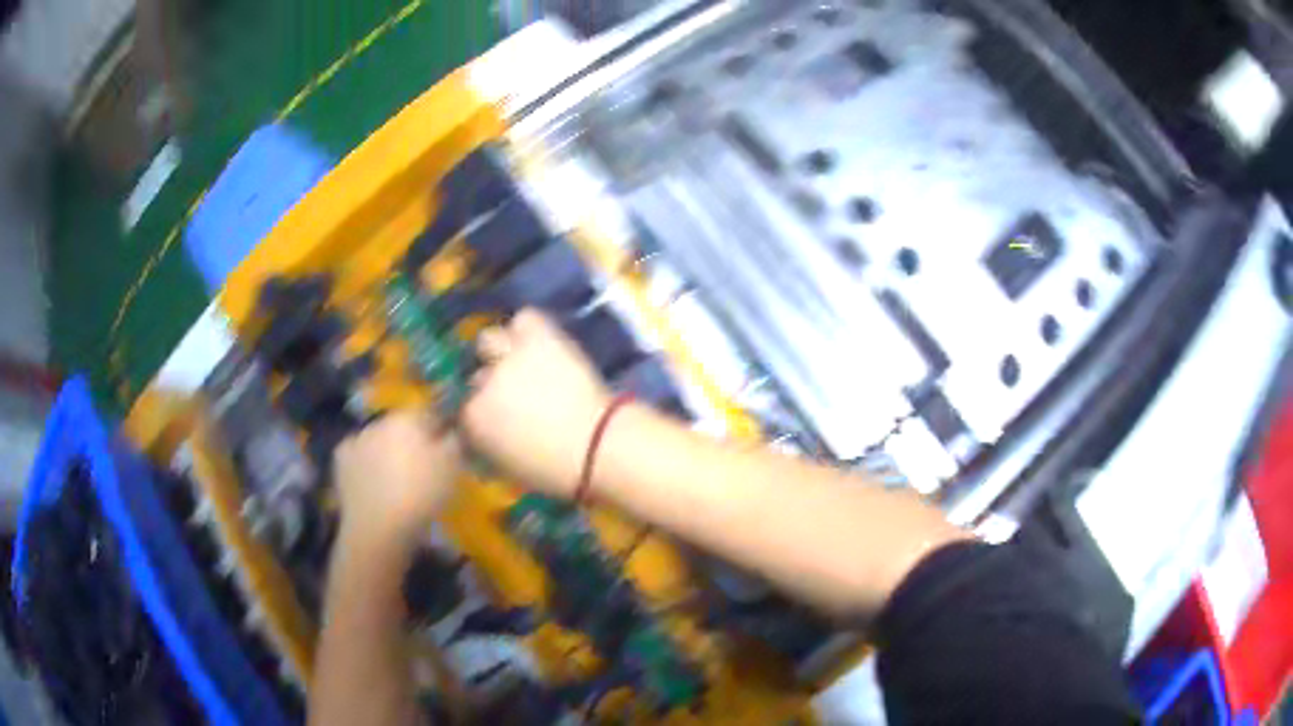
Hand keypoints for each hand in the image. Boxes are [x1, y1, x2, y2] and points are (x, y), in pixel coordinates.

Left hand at [333, 410, 461, 546]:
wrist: (379, 526)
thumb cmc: (421, 494)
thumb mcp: (454, 466)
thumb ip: (455, 439)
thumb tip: (453, 427)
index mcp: (408, 417)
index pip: (429, 413)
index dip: (439, 430)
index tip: (446, 449)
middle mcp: (380, 420)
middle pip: (402, 426)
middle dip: (412, 440)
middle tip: (422, 467)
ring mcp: (356, 438)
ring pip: (378, 439)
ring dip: (387, 451)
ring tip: (396, 479)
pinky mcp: (340, 459)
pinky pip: (358, 455)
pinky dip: (365, 463)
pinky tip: (372, 480)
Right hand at [462, 309, 610, 496]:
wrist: (598, 447)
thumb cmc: (555, 471)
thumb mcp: (508, 469)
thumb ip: (486, 448)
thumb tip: (480, 438)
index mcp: (472, 420)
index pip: (460, 410)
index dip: (477, 413)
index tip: (491, 420)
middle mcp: (483, 384)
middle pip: (474, 375)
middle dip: (486, 384)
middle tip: (509, 393)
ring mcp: (509, 357)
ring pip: (488, 340)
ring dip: (499, 351)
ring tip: (518, 361)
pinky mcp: (539, 338)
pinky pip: (524, 319)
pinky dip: (526, 328)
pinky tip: (535, 340)